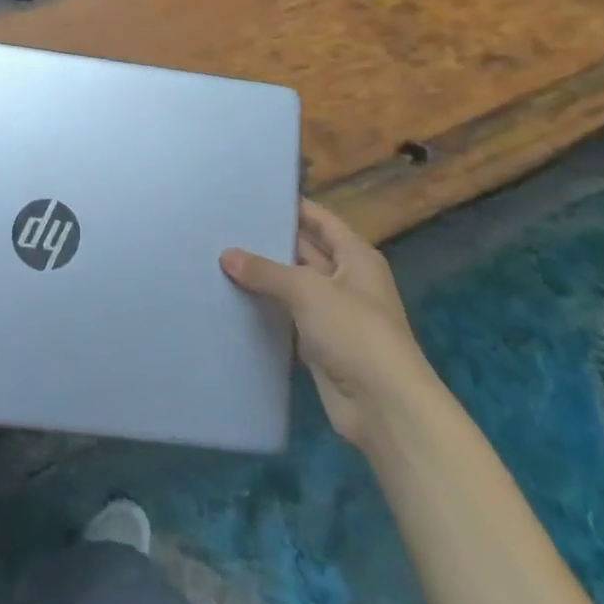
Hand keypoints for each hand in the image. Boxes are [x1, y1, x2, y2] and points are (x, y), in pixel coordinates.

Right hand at [221, 198, 432, 449]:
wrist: (384, 407)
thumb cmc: (354, 332)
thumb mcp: (307, 291)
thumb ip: (266, 271)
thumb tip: (227, 255)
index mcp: (355, 257)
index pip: (320, 220)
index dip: (291, 207)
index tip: (253, 196)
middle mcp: (346, 281)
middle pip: (304, 252)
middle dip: (269, 243)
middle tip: (225, 228)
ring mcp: (333, 315)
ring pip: (292, 288)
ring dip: (264, 279)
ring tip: (219, 259)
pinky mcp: (319, 346)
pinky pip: (287, 320)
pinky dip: (265, 313)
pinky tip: (232, 301)